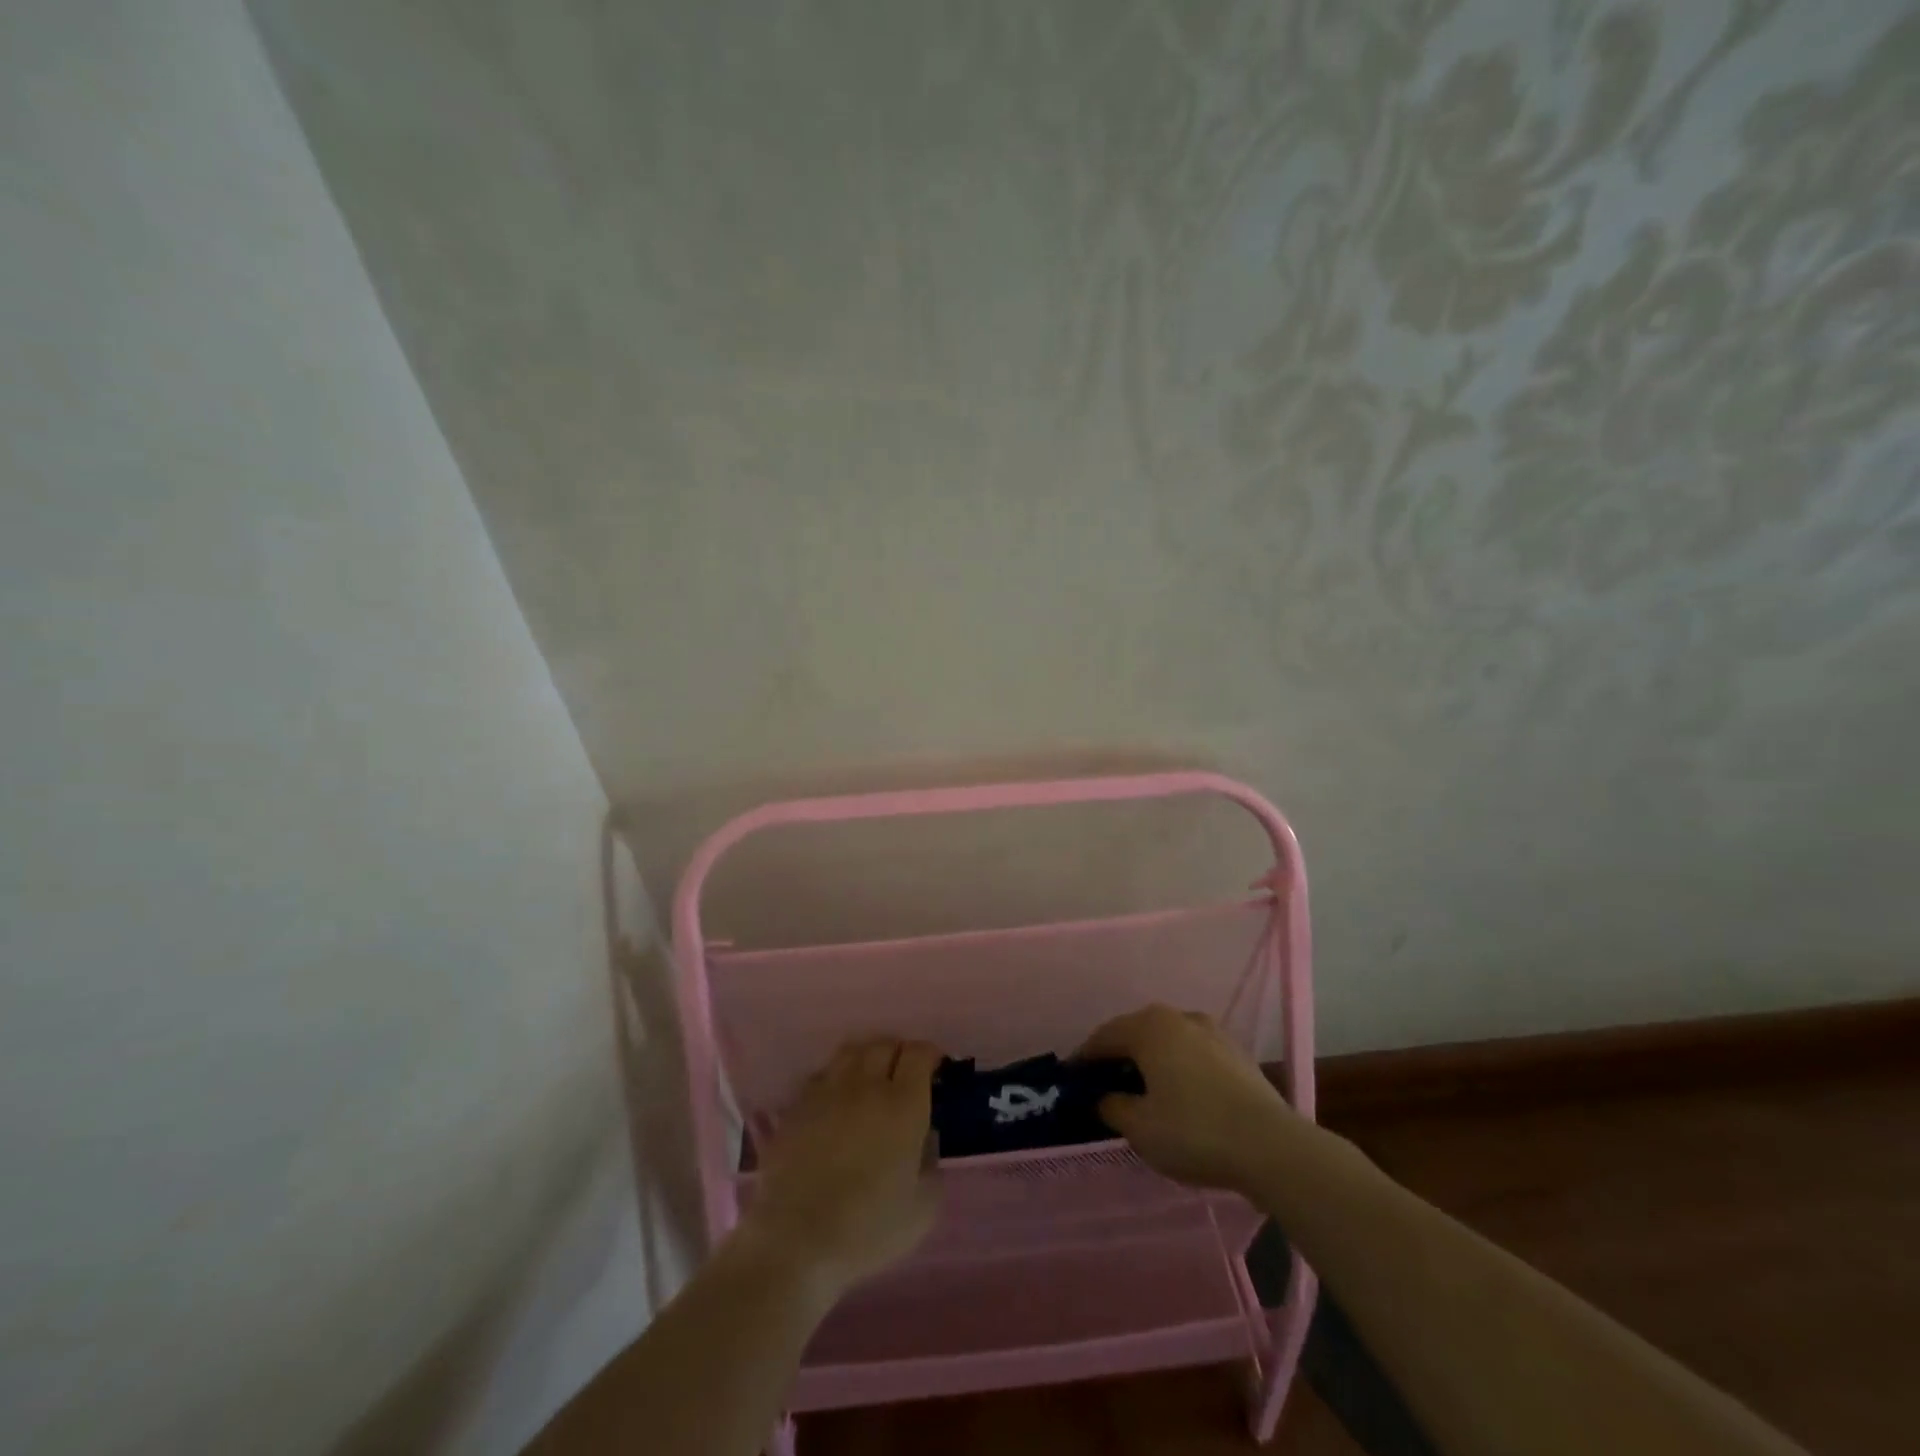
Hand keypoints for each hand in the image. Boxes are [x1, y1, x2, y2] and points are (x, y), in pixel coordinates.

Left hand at [744, 1037, 941, 1299]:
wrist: (797, 1241)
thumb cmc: (869, 1228)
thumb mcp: (923, 1208)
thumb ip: (932, 1163)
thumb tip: (926, 1137)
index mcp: (903, 1104)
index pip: (918, 1053)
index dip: (928, 1055)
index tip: (934, 1069)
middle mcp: (866, 1085)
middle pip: (884, 1044)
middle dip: (898, 1053)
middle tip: (903, 1074)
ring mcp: (827, 1091)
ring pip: (850, 1052)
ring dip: (866, 1058)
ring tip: (869, 1078)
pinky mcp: (797, 1106)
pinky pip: (821, 1075)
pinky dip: (835, 1078)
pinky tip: (836, 1100)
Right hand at [1079, 1004, 1296, 1194]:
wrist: (1272, 1147)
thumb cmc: (1194, 1131)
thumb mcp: (1140, 1128)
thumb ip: (1113, 1107)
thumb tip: (1104, 1097)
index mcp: (1149, 1027)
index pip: (1104, 1037)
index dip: (1084, 1059)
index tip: (1072, 1081)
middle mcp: (1179, 1017)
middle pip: (1136, 1033)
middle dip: (1117, 1057)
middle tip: (1103, 1085)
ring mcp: (1212, 1032)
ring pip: (1167, 1042)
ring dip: (1150, 1061)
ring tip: (1141, 1091)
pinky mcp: (1237, 1054)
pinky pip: (1193, 1055)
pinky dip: (1178, 1069)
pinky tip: (1179, 1096)